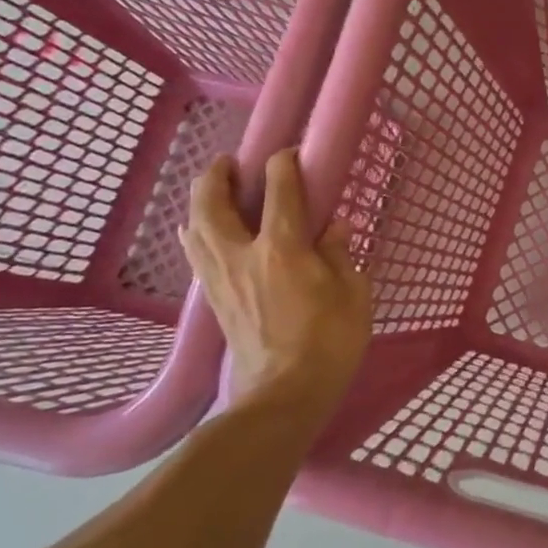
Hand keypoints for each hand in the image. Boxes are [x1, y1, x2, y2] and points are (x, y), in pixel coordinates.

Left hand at [180, 148, 372, 409]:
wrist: (285, 393)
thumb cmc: (330, 341)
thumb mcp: (353, 293)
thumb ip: (341, 254)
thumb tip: (333, 228)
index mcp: (282, 249)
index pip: (279, 191)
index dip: (283, 165)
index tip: (290, 155)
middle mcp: (242, 255)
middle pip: (211, 202)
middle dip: (217, 175)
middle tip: (230, 163)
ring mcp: (221, 278)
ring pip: (194, 226)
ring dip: (201, 202)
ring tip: (215, 193)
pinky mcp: (213, 299)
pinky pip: (196, 252)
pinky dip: (198, 231)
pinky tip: (207, 232)